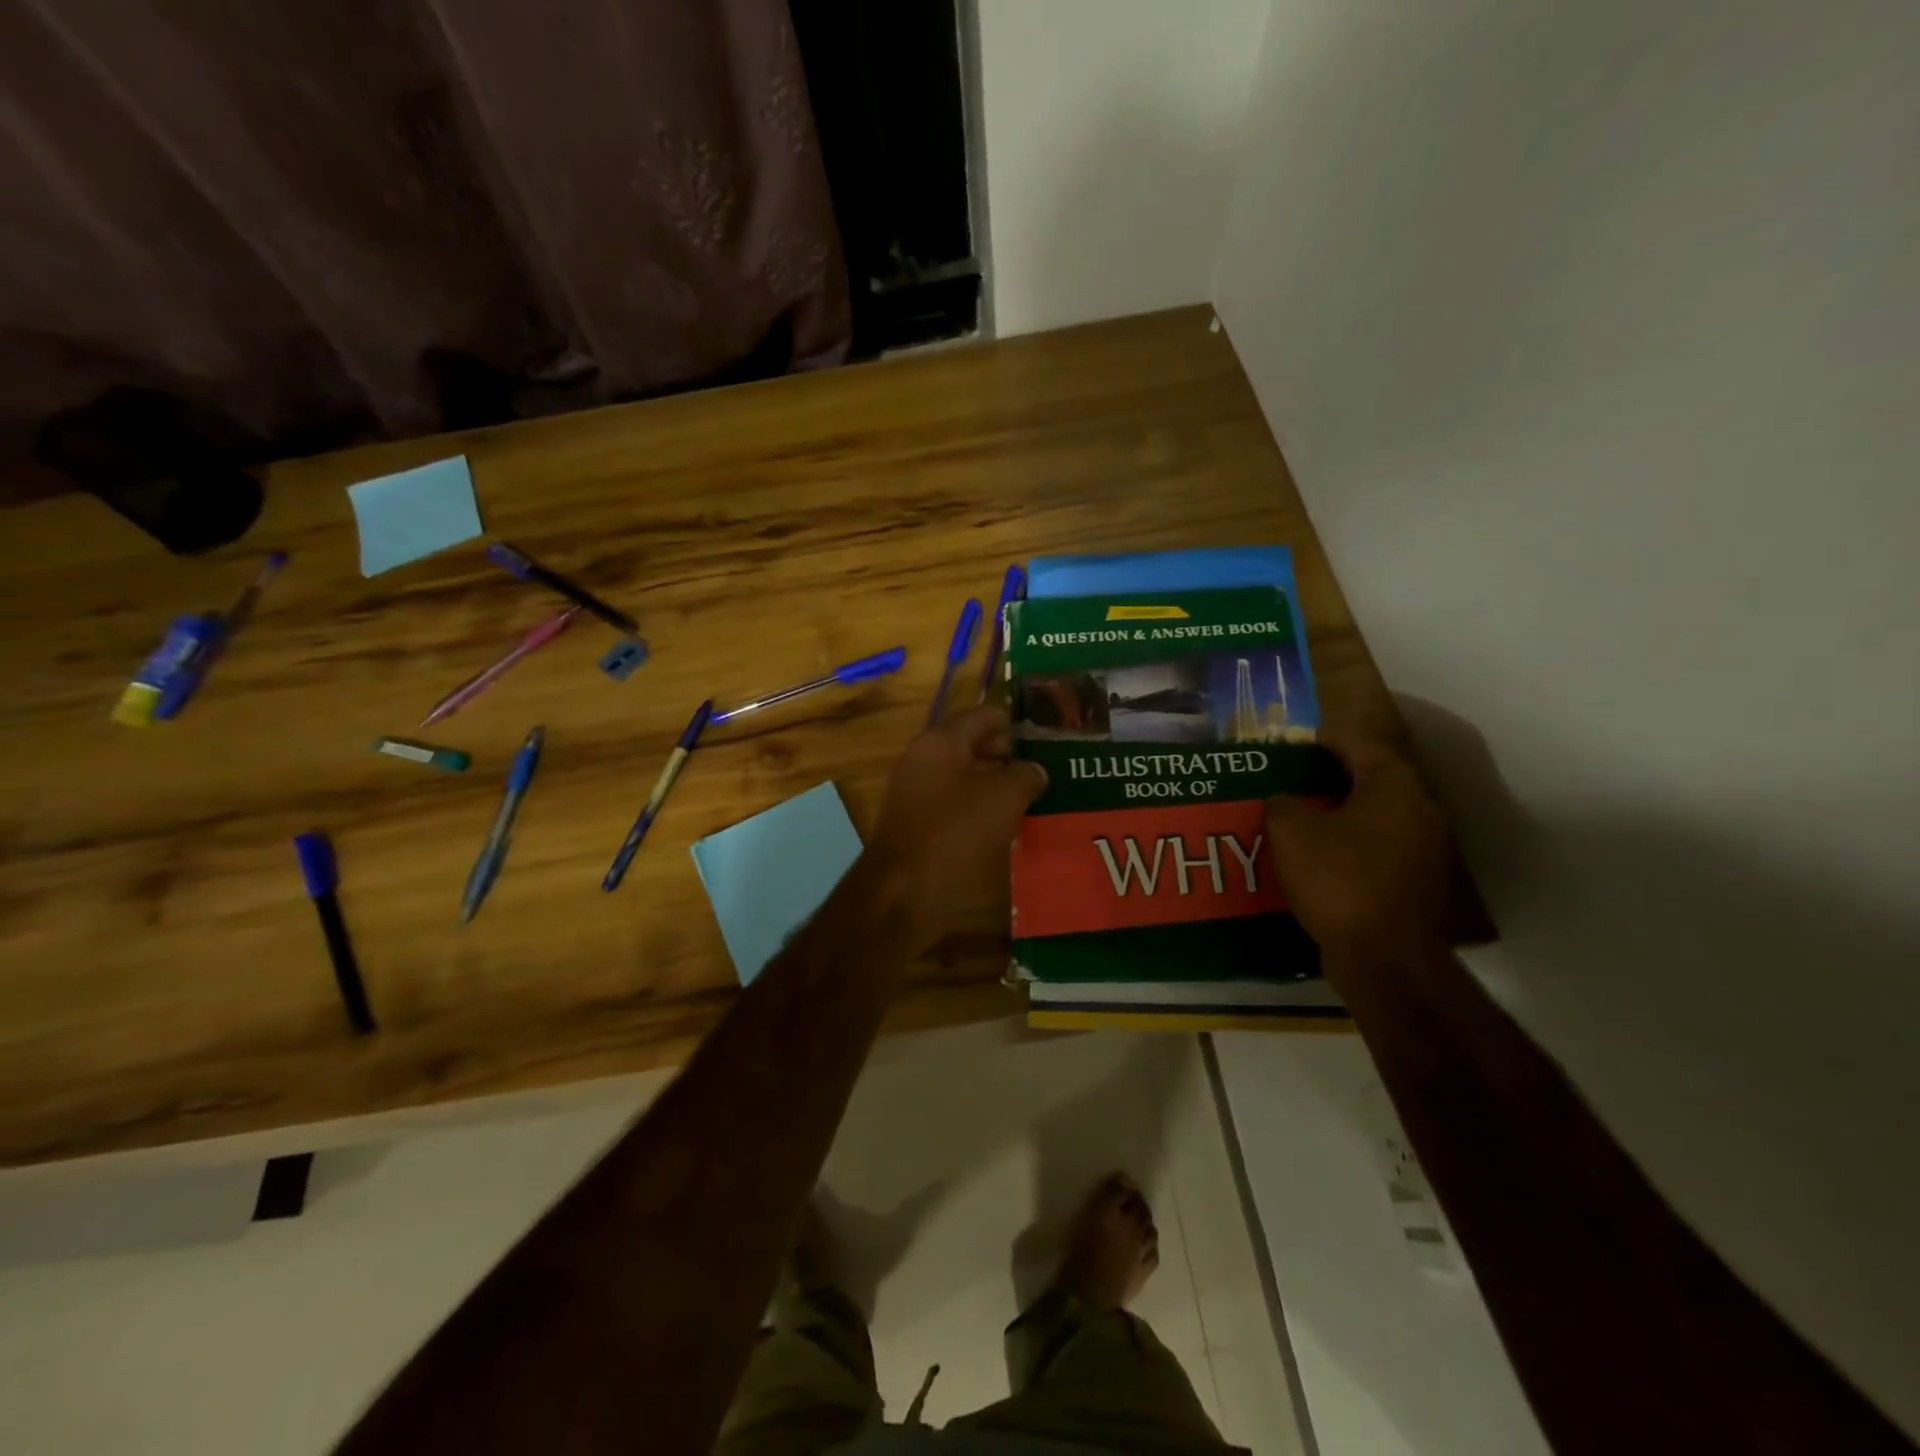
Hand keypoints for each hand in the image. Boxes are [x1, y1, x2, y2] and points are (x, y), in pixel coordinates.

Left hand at [867, 706, 1047, 955]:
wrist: (901, 894)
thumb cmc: (954, 835)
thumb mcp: (1003, 798)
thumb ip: (1025, 775)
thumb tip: (1034, 769)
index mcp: (940, 741)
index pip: (984, 715)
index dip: (1017, 724)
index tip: (1047, 739)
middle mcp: (923, 760)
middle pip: (973, 746)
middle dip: (1009, 757)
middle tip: (1046, 772)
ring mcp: (916, 794)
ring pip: (965, 779)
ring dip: (996, 786)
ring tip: (1034, 799)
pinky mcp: (917, 827)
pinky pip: (955, 807)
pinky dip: (980, 811)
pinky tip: (1006, 828)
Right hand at [1266, 732, 1454, 966]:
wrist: (1385, 959)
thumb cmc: (1338, 879)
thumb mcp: (1290, 831)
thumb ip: (1282, 803)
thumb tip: (1285, 801)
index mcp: (1393, 786)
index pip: (1359, 744)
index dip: (1325, 740)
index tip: (1297, 743)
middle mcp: (1420, 811)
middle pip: (1372, 781)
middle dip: (1332, 780)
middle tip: (1292, 782)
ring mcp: (1426, 852)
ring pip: (1376, 819)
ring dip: (1341, 816)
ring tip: (1300, 821)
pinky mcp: (1418, 886)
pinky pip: (1378, 852)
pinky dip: (1351, 848)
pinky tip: (1320, 861)